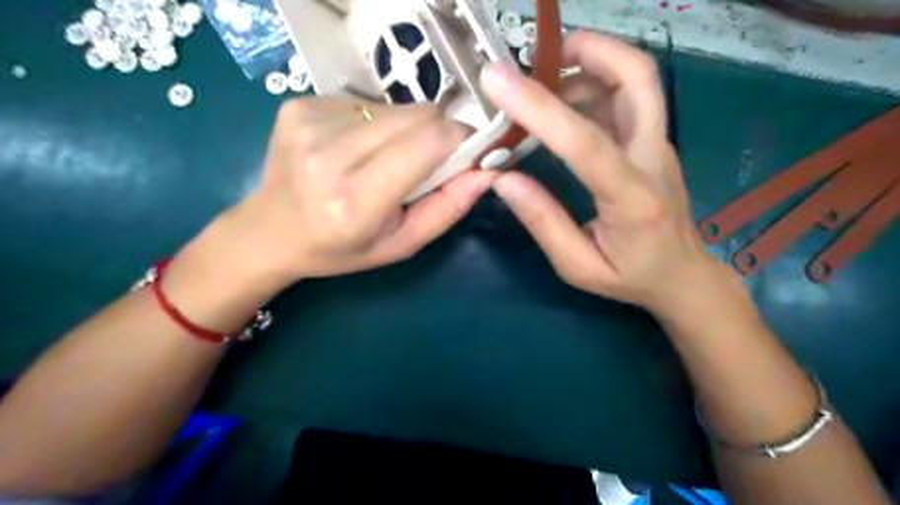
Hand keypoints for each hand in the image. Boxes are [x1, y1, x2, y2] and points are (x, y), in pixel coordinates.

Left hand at [222, 98, 491, 285]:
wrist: (269, 231)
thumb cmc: (341, 249)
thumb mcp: (401, 244)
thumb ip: (447, 209)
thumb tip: (487, 171)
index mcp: (356, 200)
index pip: (429, 141)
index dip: (458, 140)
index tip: (462, 155)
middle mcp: (329, 154)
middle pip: (417, 115)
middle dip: (435, 135)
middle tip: (422, 163)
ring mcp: (309, 122)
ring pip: (394, 107)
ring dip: (403, 131)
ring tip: (381, 160)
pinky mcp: (298, 103)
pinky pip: (365, 103)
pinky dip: (374, 125)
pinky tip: (354, 149)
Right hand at [482, 31, 721, 314]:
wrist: (683, 276)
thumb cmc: (630, 277)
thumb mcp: (578, 267)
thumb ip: (543, 223)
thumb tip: (503, 180)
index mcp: (632, 200)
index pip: (586, 142)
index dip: (540, 108)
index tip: (498, 81)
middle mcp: (653, 160)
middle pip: (638, 79)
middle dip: (590, 51)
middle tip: (540, 56)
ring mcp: (659, 146)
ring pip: (636, 79)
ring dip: (589, 65)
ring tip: (543, 82)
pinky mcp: (654, 142)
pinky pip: (628, 97)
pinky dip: (594, 85)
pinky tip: (564, 104)